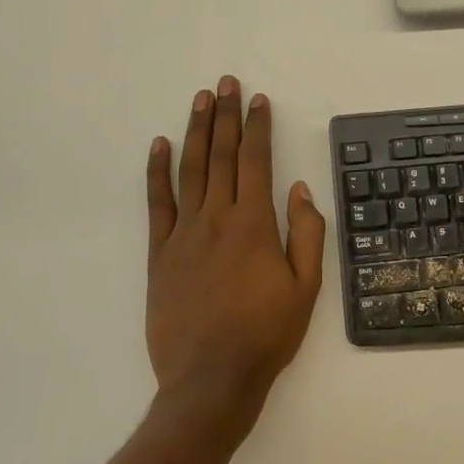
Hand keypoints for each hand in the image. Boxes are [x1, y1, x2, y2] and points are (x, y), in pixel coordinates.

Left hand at [145, 76, 325, 435]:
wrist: (211, 380)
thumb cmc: (266, 334)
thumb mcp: (306, 288)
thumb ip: (306, 233)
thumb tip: (300, 189)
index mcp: (254, 224)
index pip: (256, 161)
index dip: (258, 127)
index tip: (258, 100)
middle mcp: (216, 219)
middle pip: (221, 156)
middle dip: (226, 116)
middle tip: (225, 83)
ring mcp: (183, 234)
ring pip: (189, 171)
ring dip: (195, 131)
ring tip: (200, 100)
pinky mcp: (160, 255)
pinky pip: (157, 204)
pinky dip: (156, 172)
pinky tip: (158, 146)